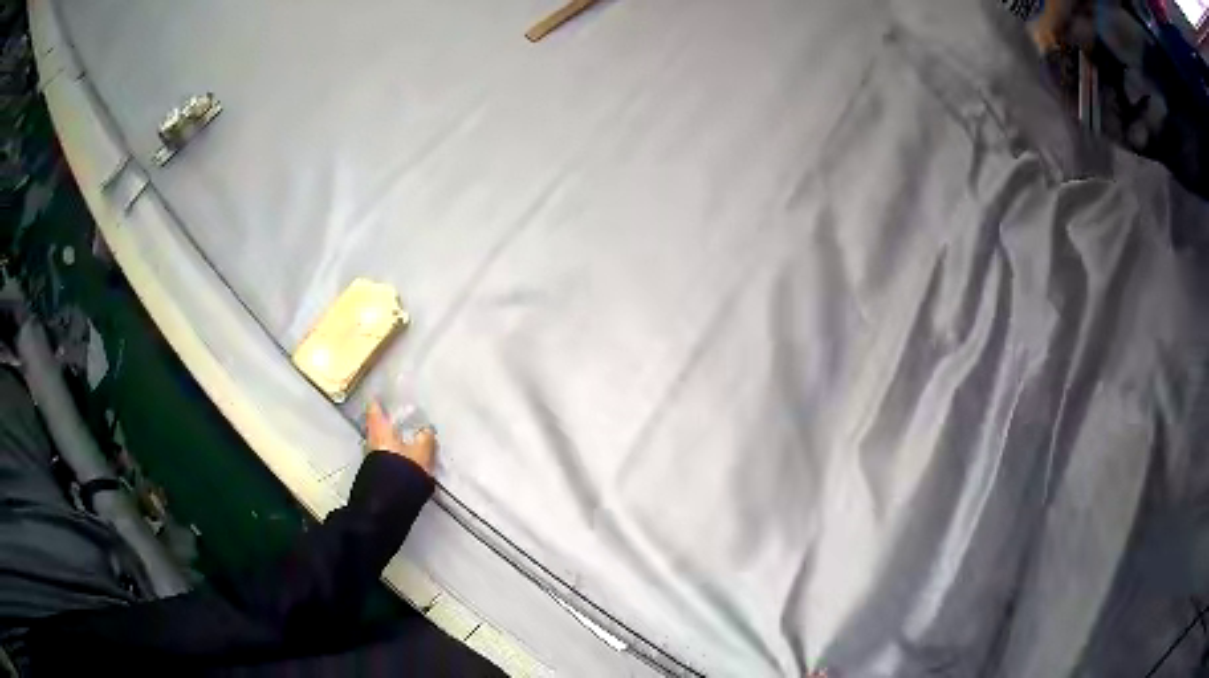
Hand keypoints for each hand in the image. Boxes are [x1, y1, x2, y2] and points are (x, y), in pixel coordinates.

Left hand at [366, 400, 435, 475]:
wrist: (388, 502)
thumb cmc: (403, 469)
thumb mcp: (422, 452)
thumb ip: (425, 439)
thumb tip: (427, 430)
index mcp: (379, 430)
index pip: (375, 409)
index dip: (379, 402)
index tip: (382, 396)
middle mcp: (370, 440)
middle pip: (375, 427)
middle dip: (385, 424)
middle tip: (396, 421)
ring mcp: (369, 458)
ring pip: (378, 443)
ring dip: (387, 442)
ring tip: (401, 442)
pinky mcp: (371, 474)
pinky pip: (380, 457)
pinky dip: (388, 455)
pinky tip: (399, 460)